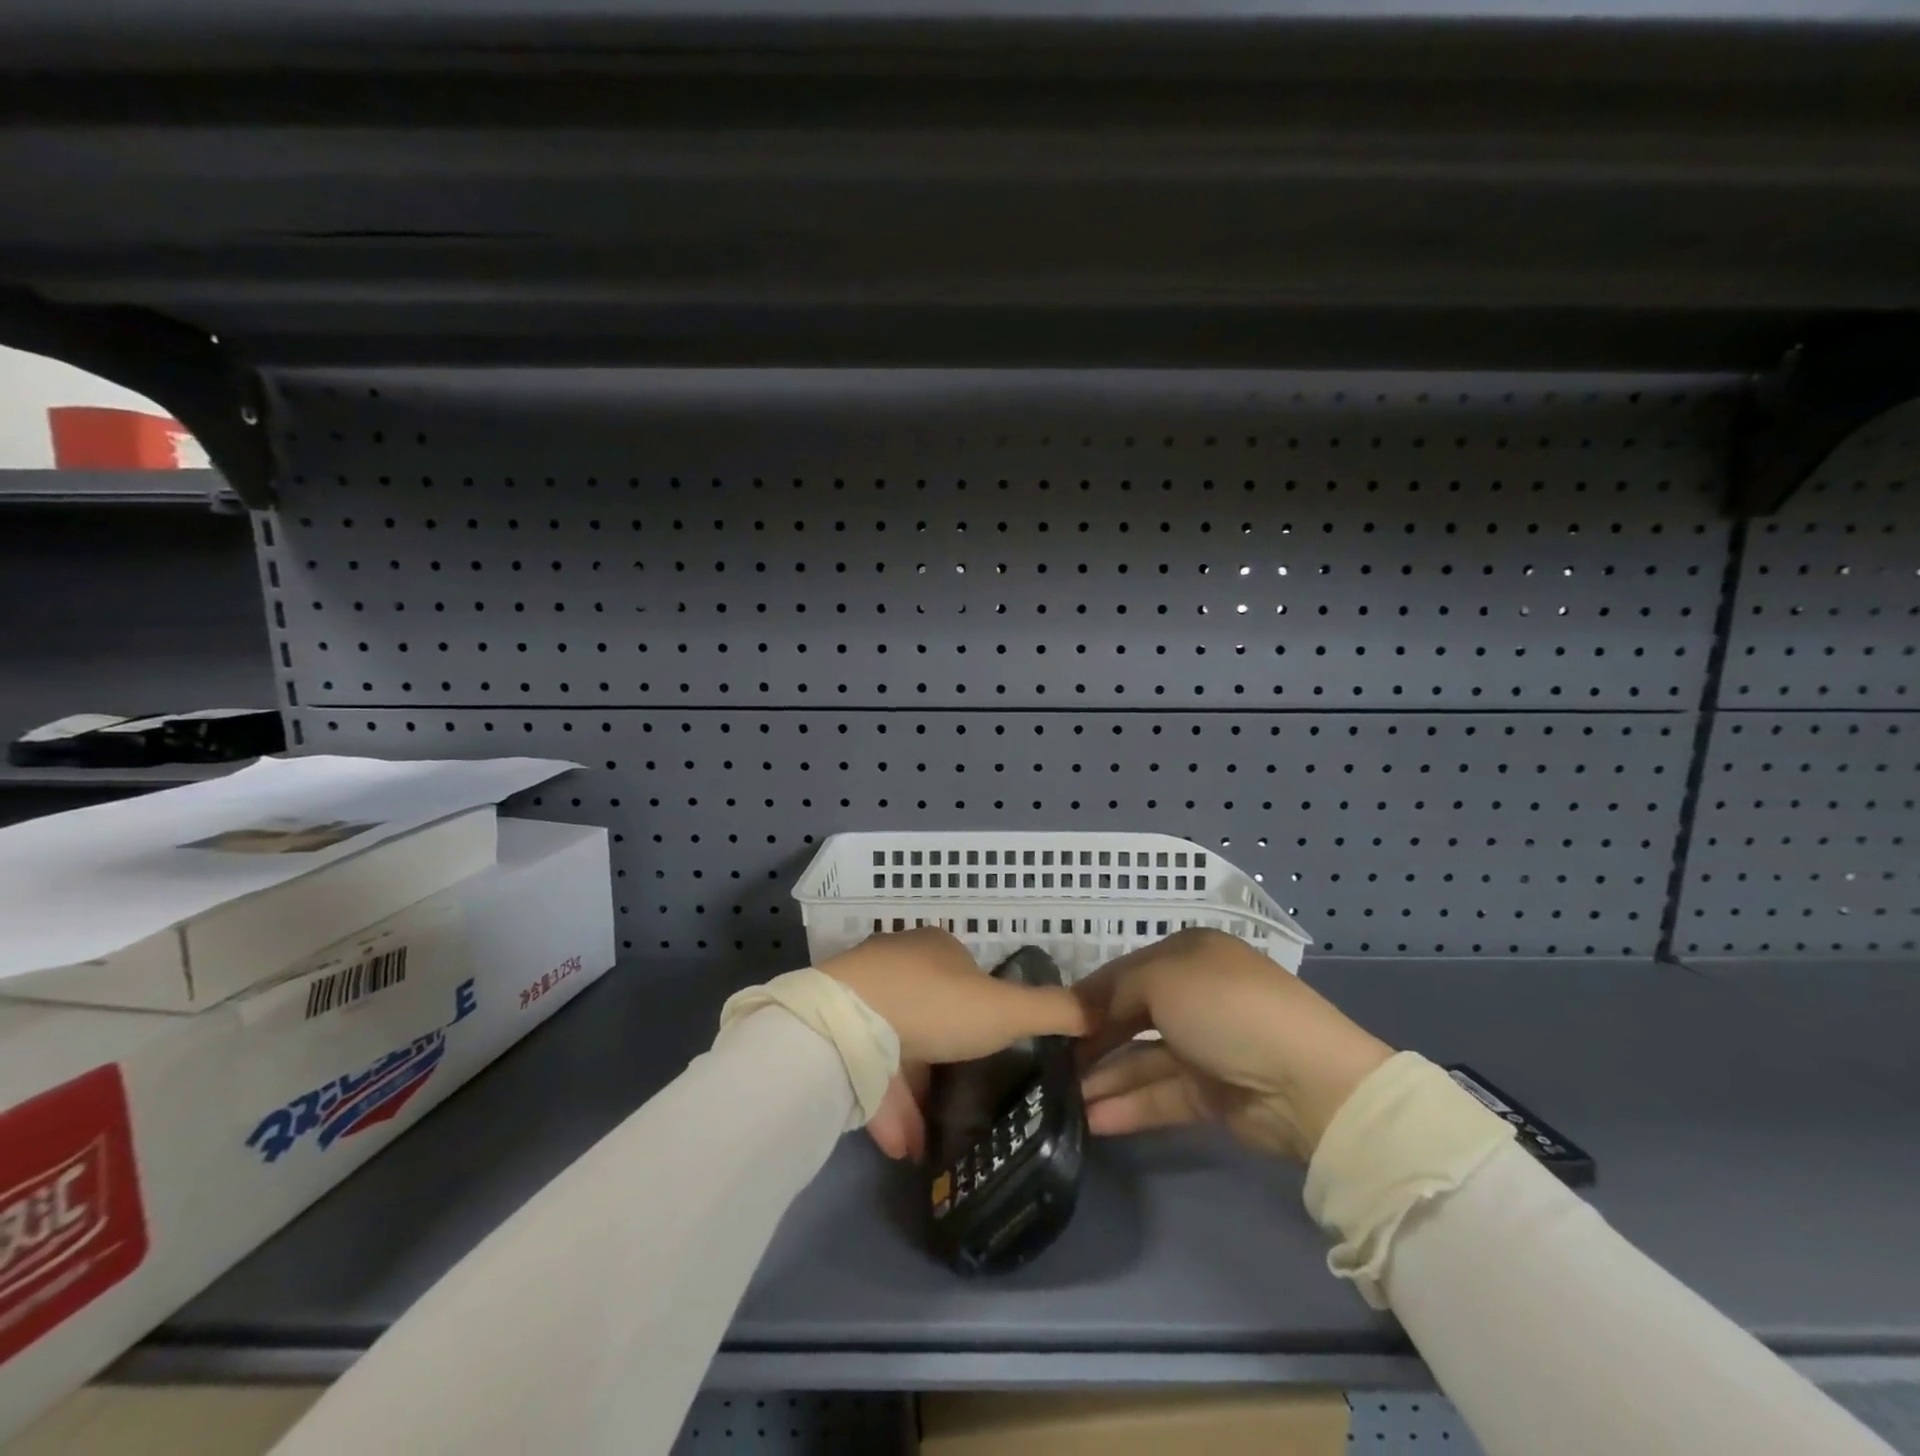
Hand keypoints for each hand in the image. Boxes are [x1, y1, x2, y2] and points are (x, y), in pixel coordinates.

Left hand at [818, 927, 1087, 1162]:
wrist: (847, 1024)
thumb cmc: (936, 1006)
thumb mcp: (1006, 1010)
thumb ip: (1053, 1011)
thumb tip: (1098, 1010)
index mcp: (936, 949)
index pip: (967, 976)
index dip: (984, 1013)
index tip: (995, 1052)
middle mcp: (896, 965)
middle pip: (930, 1013)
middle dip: (947, 1059)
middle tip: (965, 1103)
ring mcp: (860, 997)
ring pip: (896, 1048)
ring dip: (915, 1095)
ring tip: (932, 1142)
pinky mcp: (834, 1031)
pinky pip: (867, 1072)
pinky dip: (887, 1107)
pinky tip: (903, 1147)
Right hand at [1073, 928, 1393, 1162]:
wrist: (1308, 1082)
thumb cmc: (1226, 1009)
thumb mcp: (1162, 979)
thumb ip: (1113, 992)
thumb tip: (1079, 1009)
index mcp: (1187, 956)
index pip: (1123, 973)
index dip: (1087, 996)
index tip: (1049, 1020)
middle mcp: (1193, 996)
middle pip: (1129, 1017)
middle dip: (1090, 1041)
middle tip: (1049, 1065)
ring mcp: (1203, 1047)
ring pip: (1140, 1061)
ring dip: (1103, 1079)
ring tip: (1062, 1100)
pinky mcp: (1211, 1094)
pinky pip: (1160, 1095)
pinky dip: (1128, 1106)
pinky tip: (1094, 1120)